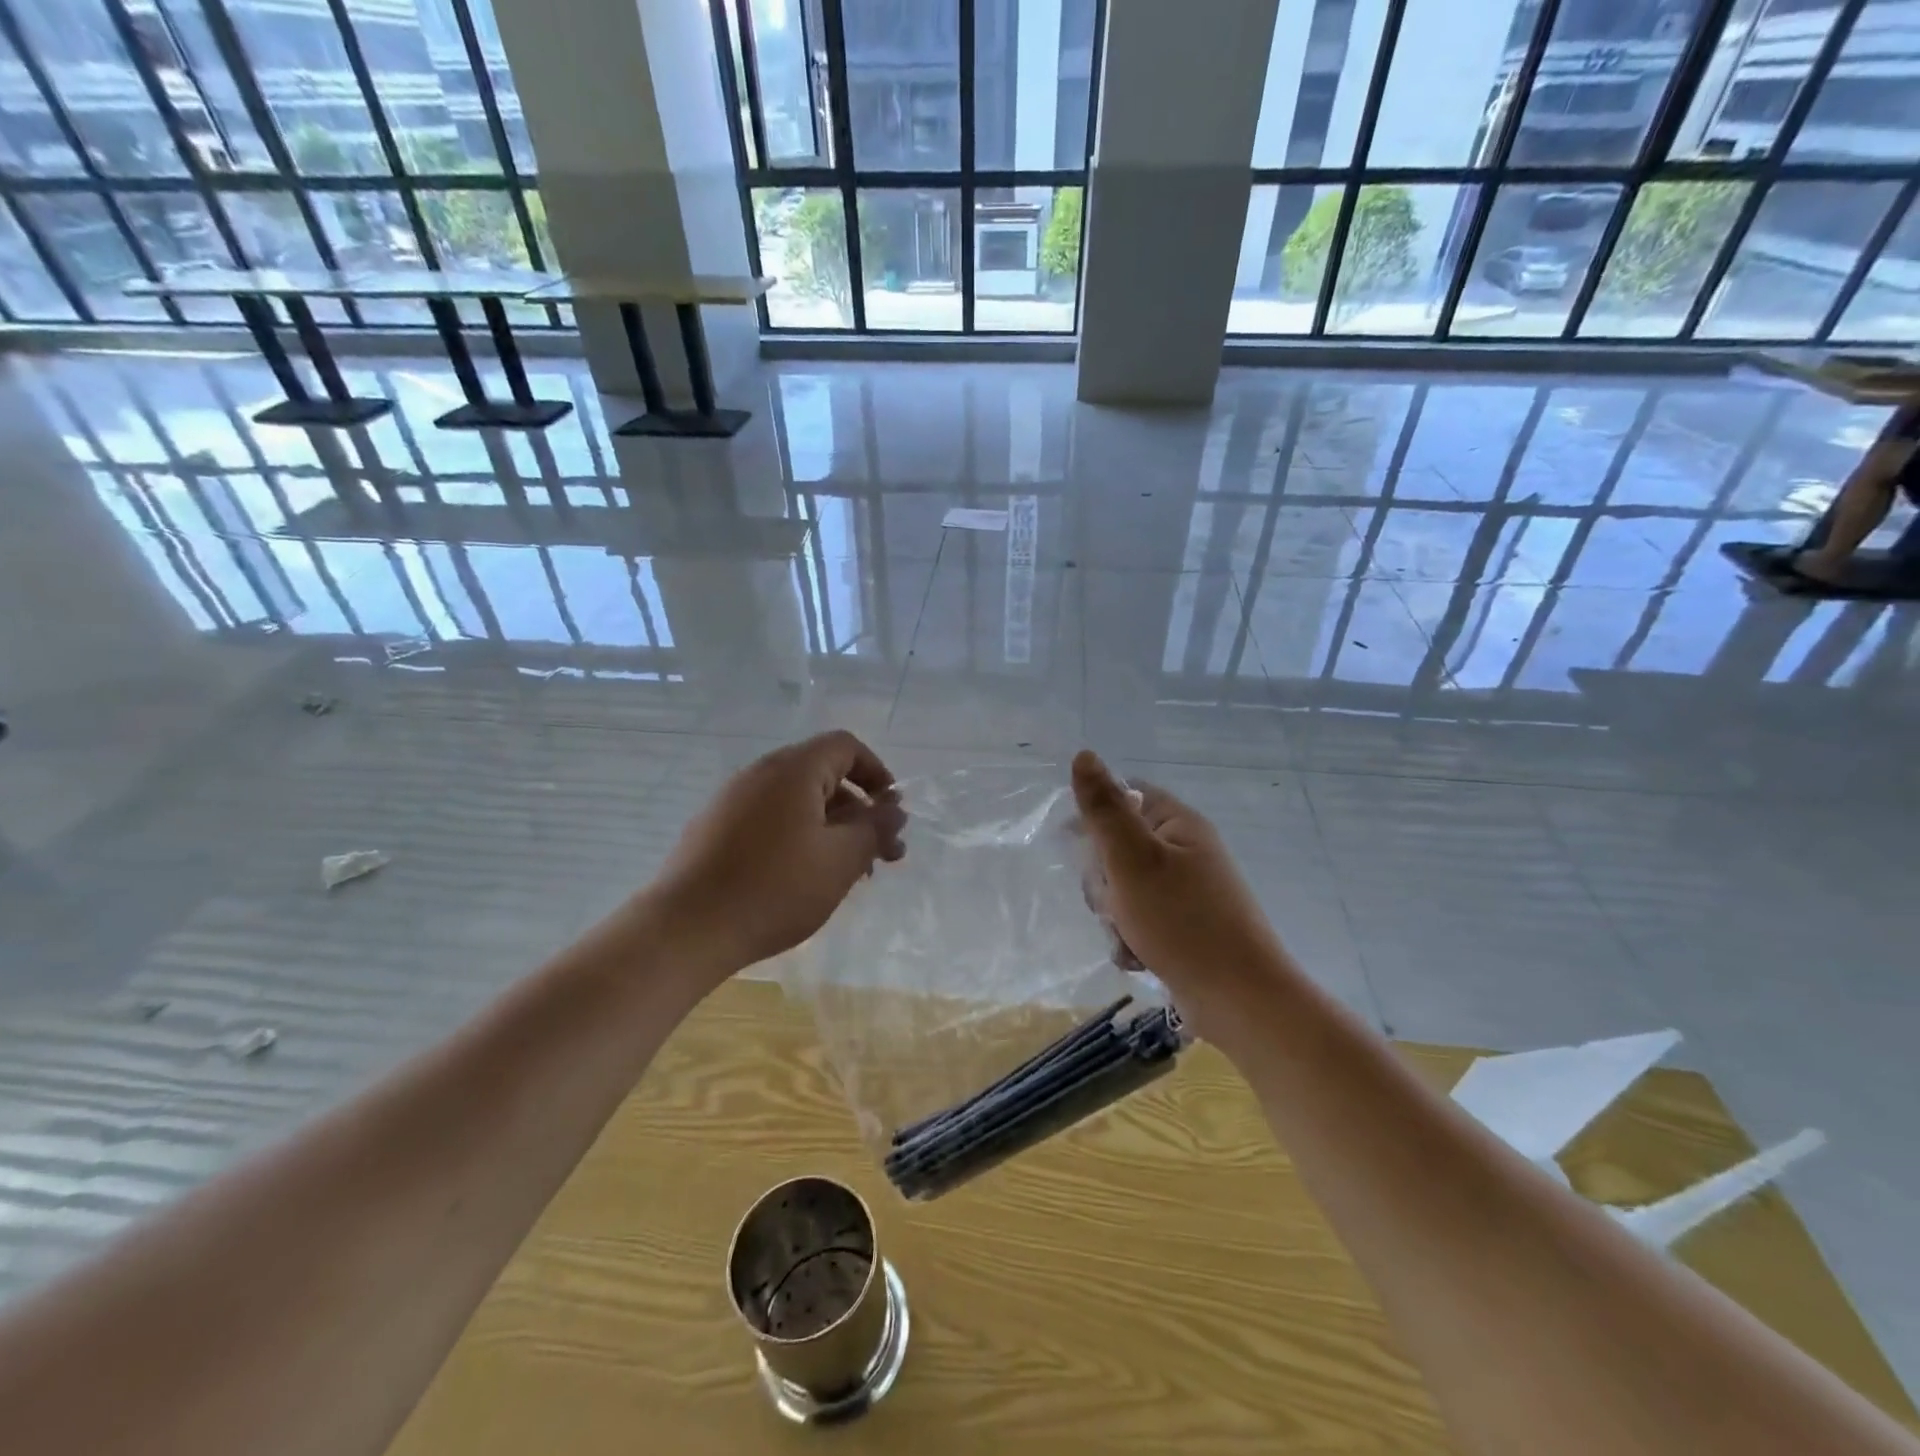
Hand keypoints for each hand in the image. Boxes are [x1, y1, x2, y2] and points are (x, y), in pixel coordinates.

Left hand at [650, 731, 906, 981]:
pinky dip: (799, 838)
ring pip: (798, 803)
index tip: (891, 814)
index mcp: (793, 769)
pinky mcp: (715, 829)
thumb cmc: (775, 888)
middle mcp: (760, 773)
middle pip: (823, 775)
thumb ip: (875, 828)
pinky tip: (804, 880)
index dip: (878, 774)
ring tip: (848, 876)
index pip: (846, 746)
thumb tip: (894, 809)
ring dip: (831, 829)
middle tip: (882, 857)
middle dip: (859, 811)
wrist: (686, 929)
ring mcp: (732, 800)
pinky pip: (770, 820)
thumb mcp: (841, 860)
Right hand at [1071, 751, 1282, 1020]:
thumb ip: (1104, 809)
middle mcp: (1185, 852)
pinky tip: (1137, 958)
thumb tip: (1084, 755)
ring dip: (1114, 914)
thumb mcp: (1132, 859)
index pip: (1124, 797)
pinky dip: (1132, 939)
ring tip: (1127, 935)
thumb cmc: (1182, 921)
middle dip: (1103, 878)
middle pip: (1118, 847)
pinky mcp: (1185, 928)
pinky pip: (1141, 921)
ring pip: (1124, 889)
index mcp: (1178, 824)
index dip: (1094, 817)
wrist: (1240, 1001)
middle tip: (1112, 900)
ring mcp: (1187, 892)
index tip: (1073, 845)